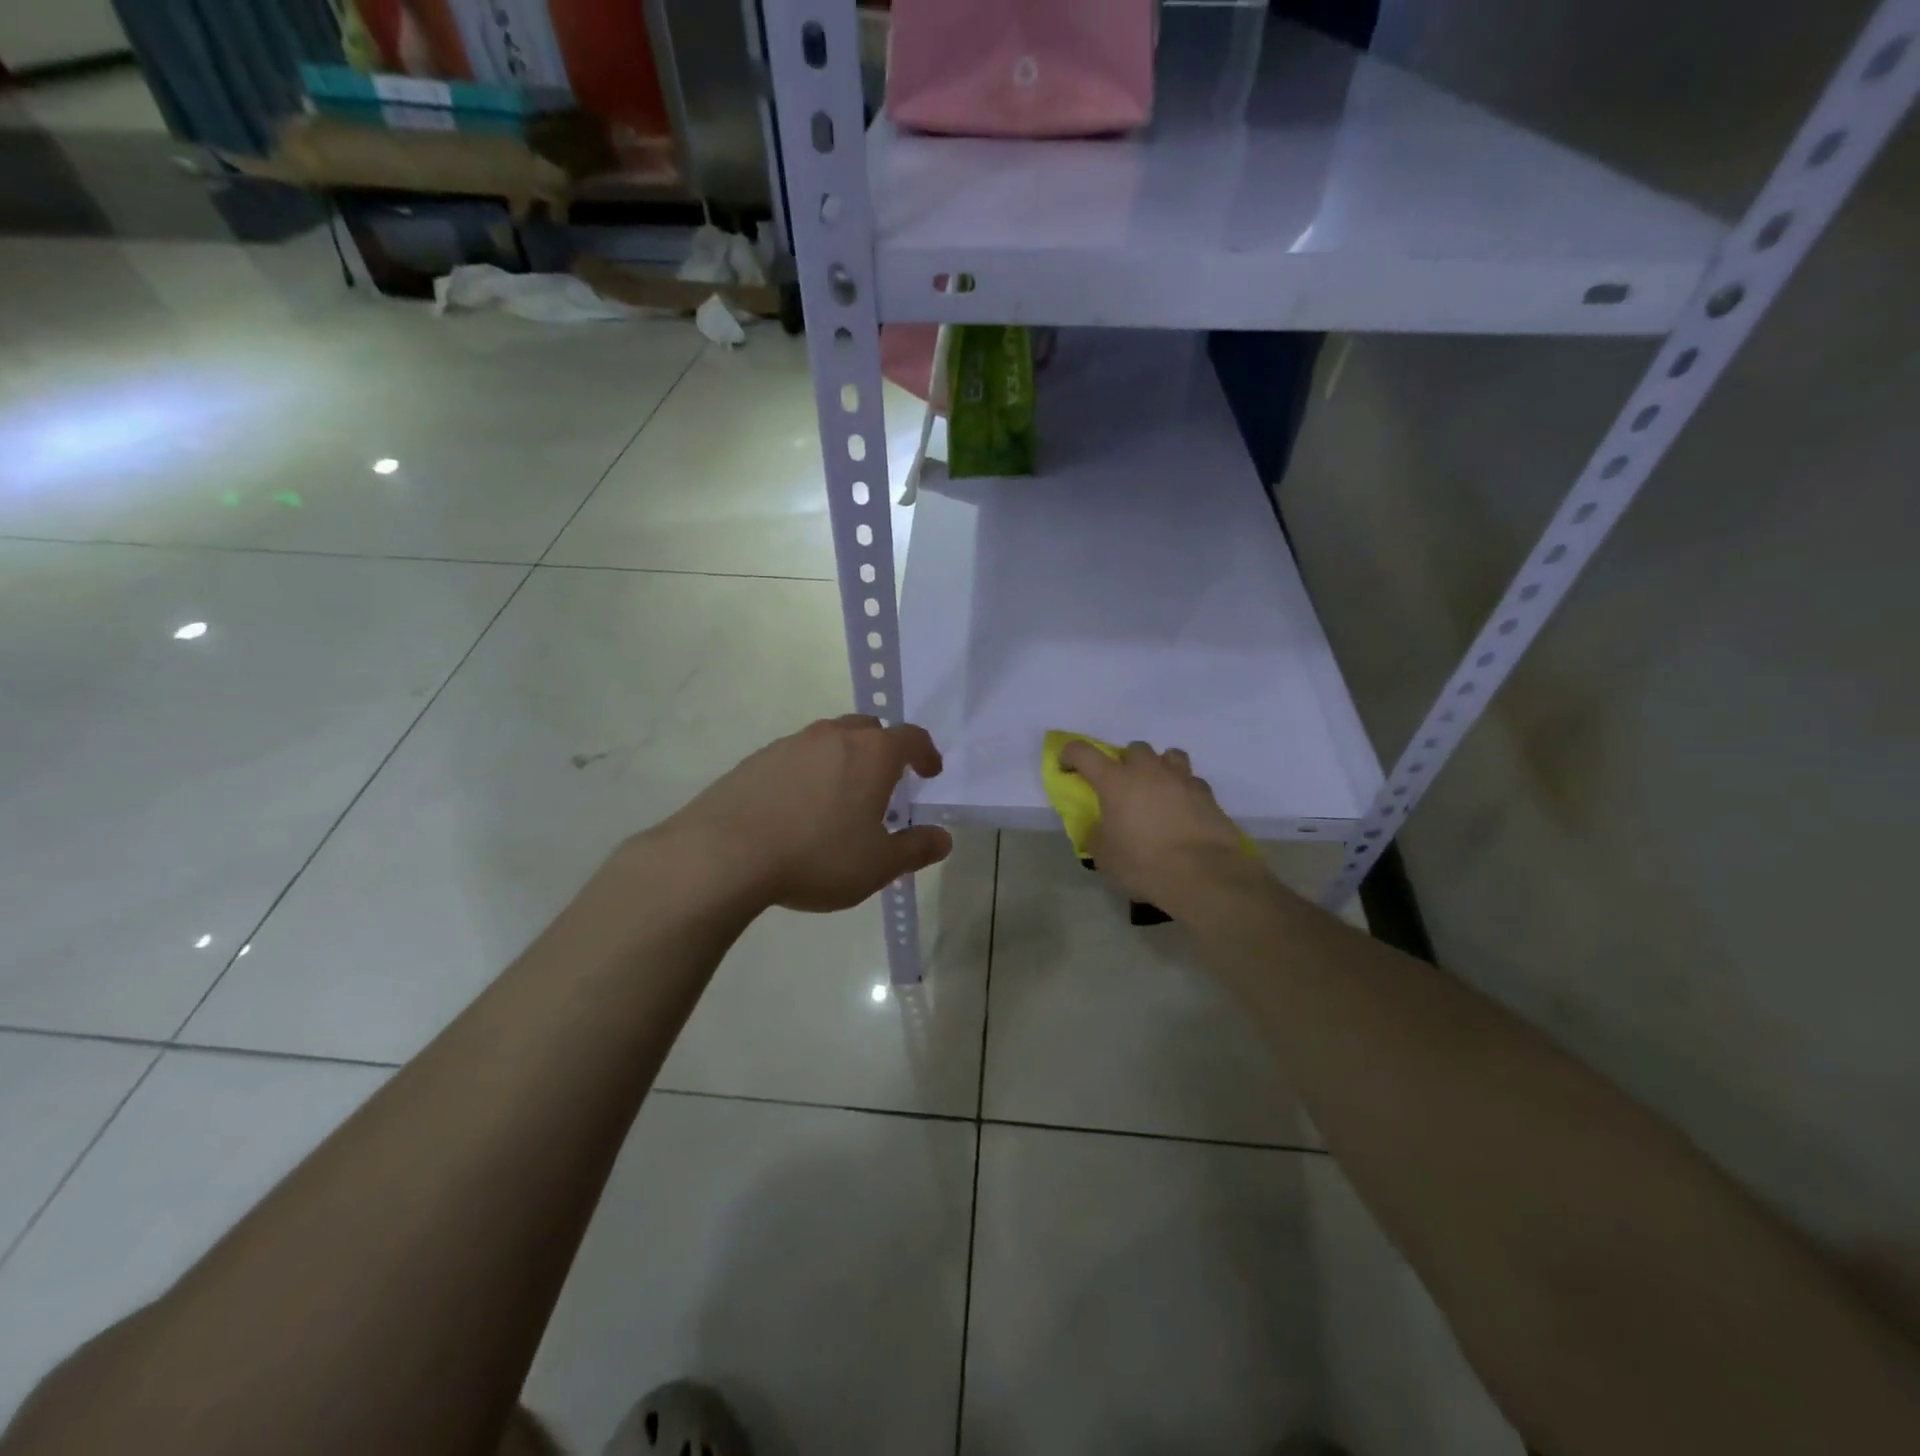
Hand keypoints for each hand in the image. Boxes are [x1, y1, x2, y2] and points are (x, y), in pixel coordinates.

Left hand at [655, 715, 952, 912]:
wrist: (723, 854)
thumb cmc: (817, 856)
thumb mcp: (878, 865)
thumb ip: (916, 849)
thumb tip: (942, 839)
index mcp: (871, 753)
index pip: (911, 737)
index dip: (926, 752)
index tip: (930, 772)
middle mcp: (832, 736)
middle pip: (868, 729)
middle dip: (883, 750)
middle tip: (885, 783)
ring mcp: (790, 744)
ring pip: (828, 740)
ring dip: (843, 760)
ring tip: (840, 799)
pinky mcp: (756, 760)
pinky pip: (795, 757)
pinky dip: (808, 773)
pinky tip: (797, 809)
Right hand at [1058, 739, 1259, 915]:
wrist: (1203, 875)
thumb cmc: (1144, 864)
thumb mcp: (1105, 856)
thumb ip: (1096, 835)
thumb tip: (1098, 828)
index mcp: (1115, 781)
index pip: (1083, 752)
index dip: (1070, 755)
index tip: (1067, 768)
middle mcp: (1148, 770)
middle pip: (1133, 748)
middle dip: (1125, 763)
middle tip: (1123, 787)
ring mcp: (1181, 778)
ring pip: (1168, 755)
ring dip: (1158, 767)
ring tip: (1157, 790)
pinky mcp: (1207, 793)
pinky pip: (1191, 781)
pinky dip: (1183, 789)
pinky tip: (1183, 810)